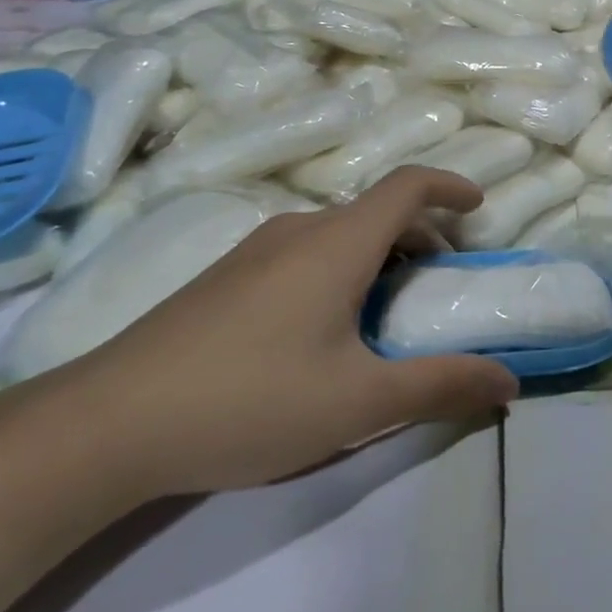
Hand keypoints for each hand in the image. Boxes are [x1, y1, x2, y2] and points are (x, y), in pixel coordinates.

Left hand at [51, 167, 518, 500]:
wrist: (102, 426)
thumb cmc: (248, 400)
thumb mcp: (358, 403)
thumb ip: (439, 386)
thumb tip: (509, 383)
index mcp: (337, 243)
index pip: (408, 185)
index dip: (450, 186)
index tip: (478, 208)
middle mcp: (298, 230)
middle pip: (376, 210)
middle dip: (421, 235)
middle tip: (441, 282)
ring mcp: (253, 251)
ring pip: (337, 233)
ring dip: (379, 255)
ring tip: (387, 311)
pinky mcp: (223, 278)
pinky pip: (303, 252)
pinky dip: (340, 268)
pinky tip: (323, 330)